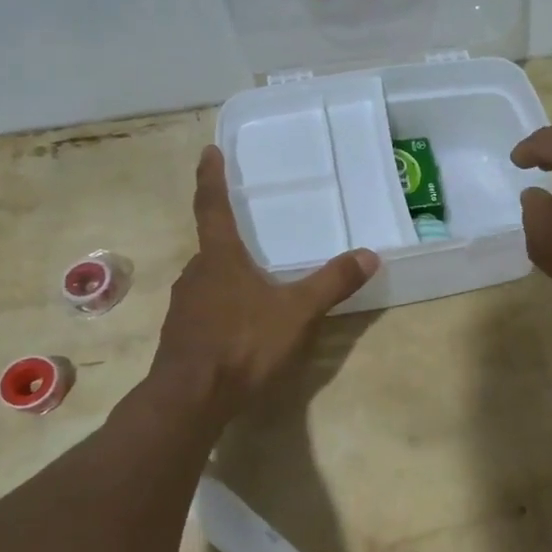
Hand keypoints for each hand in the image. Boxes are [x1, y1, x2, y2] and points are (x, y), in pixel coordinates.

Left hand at [151, 147, 378, 412]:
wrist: (190, 400)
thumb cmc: (243, 343)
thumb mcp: (297, 312)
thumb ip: (332, 283)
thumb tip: (369, 254)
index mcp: (220, 259)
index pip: (213, 207)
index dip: (211, 178)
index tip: (208, 151)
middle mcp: (196, 275)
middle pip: (212, 247)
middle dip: (229, 238)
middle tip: (251, 234)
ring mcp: (184, 307)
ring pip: (208, 280)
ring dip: (227, 276)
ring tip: (254, 283)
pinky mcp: (181, 337)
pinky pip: (205, 309)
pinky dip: (223, 306)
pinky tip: (241, 325)